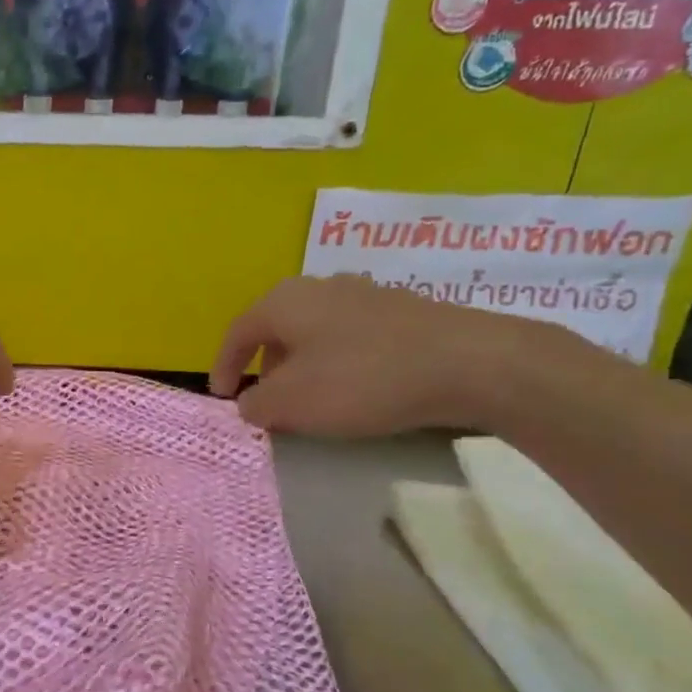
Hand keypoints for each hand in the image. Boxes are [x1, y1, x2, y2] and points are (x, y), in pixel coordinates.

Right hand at [209, 275, 540, 437]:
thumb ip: (256, 404)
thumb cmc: (362, 380)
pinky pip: (351, 339)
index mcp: (285, 301)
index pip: (237, 332)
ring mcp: (366, 294)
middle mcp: (321, 287)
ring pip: (315, 333)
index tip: (222, 398)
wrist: (470, 364)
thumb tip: (250, 403)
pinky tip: (356, 390)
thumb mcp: (292, 403)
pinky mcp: (403, 312)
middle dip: (265, 367)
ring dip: (303, 366)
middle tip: (267, 402)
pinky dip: (338, 364)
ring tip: (311, 400)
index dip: (223, 367)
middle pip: (276, 329)